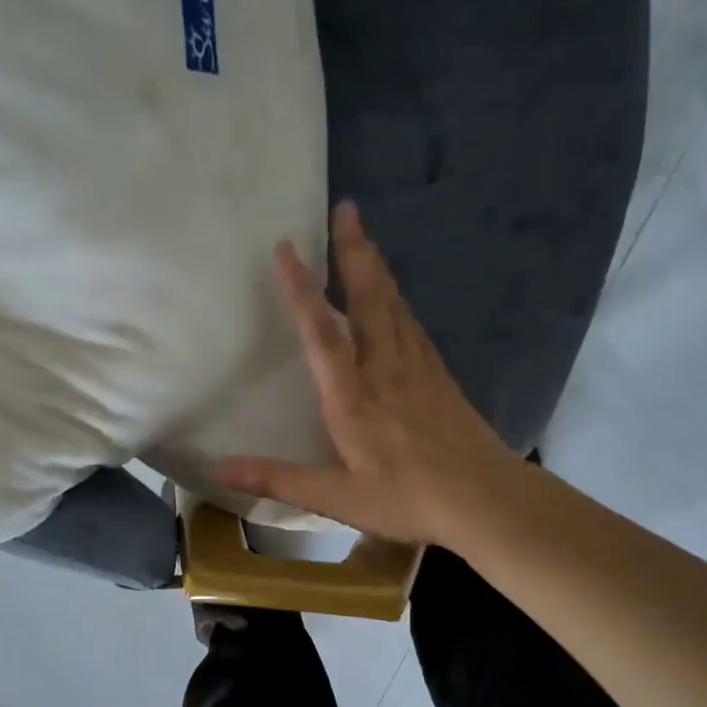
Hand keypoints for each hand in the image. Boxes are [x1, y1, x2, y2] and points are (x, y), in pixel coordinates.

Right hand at [217, 201, 526, 546]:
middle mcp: (385, 369)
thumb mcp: (338, 497)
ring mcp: (417, 368)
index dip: (302, 289)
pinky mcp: (439, 376)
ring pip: (394, 304)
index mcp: (353, 397)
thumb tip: (219, 468)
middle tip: (346, 208)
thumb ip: (279, 478)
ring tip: (363, 237)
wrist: (487, 499)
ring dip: (377, 267)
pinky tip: (397, 297)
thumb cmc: (409, 498)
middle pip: (369, 299)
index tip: (287, 247)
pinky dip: (399, 299)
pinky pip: (414, 324)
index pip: (322, 334)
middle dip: (354, 251)